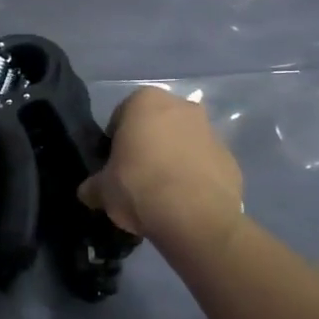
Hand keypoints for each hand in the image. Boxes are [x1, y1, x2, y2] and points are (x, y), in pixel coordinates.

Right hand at [79, 86, 244, 250]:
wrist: (195, 217)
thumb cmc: (139, 187)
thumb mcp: (102, 190)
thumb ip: (93, 186)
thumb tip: (88, 192)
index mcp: (145, 101)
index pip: (121, 116)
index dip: (115, 141)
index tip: (113, 165)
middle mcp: (181, 106)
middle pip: (156, 125)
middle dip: (147, 145)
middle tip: (136, 176)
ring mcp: (210, 131)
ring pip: (183, 142)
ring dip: (173, 159)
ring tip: (162, 193)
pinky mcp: (230, 158)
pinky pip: (204, 164)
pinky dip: (195, 176)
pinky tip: (184, 201)